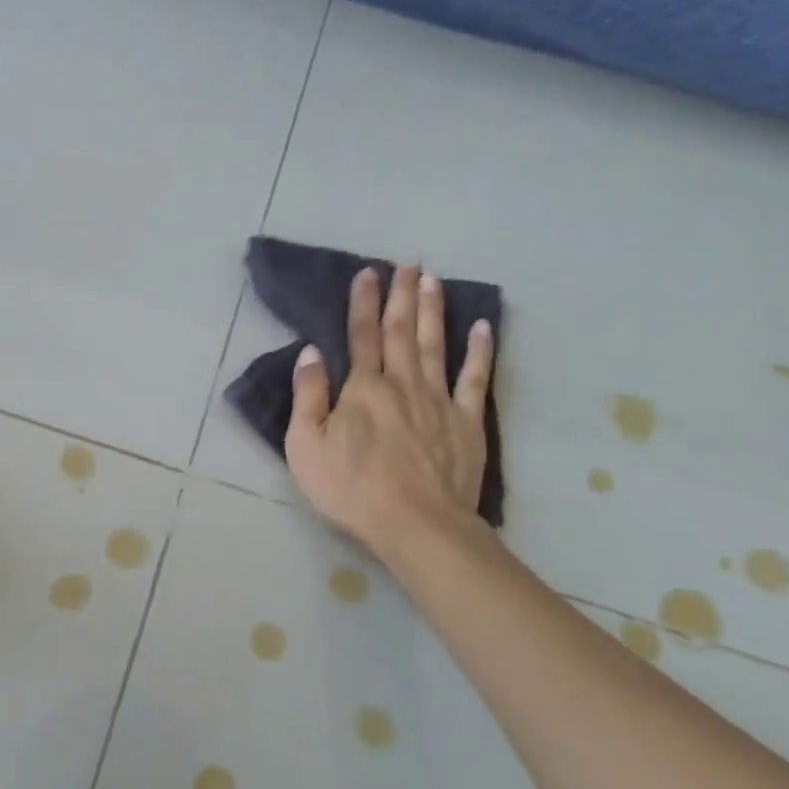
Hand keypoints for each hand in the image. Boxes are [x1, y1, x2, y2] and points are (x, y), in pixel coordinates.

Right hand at [285, 265, 493, 566]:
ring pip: (436, 344)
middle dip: (401, 295)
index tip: (367, 272)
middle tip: (408, 263)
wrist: (417, 525)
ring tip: (433, 280)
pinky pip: (475, 378)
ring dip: (433, 310)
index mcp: (363, 388)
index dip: (362, 302)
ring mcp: (439, 400)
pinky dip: (480, 350)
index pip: (361, 335)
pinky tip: (482, 326)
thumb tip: (312, 352)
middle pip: (401, 331)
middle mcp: (402, 383)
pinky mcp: (466, 422)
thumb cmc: (352, 489)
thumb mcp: (306, 447)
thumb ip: (309, 396)